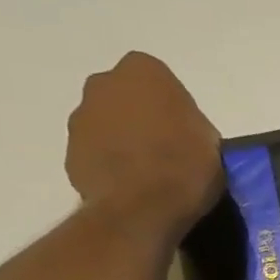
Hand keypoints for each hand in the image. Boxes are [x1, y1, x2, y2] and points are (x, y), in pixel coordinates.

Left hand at [66, 52, 223, 239]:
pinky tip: (128, 193)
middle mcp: (104, 83)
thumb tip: (185, 138)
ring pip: (106, 127)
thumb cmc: (183, 169)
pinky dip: (108, 170)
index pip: (161, 84)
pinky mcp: (69, 154)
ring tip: (144, 180)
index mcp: (144, 70)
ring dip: (121, 144)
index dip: (173, 113)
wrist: (140, 210)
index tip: (184, 139)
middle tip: (163, 155)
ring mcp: (81, 118)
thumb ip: (193, 129)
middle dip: (140, 121)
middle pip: (126, 101)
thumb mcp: (210, 145)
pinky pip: (94, 157)